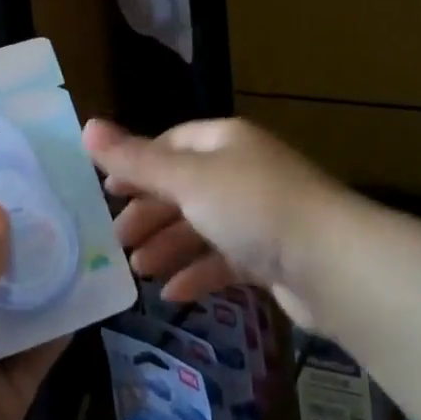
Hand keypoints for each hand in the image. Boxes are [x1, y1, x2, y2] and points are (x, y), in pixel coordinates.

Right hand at [83, 116, 347, 326]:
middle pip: (185, 187)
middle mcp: (243, 171)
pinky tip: (174, 294)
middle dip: (150, 212)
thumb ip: (136, 160)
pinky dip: (198, 273)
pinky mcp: (273, 256)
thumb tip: (86, 125)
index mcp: (224, 142)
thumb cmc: (253, 207)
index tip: (107, 193)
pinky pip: (226, 259)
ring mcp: (260, 214)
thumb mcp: (187, 180)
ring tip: (139, 271)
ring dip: (169, 246)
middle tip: (118, 241)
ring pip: (204, 225)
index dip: (137, 165)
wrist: (334, 265)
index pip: (171, 145)